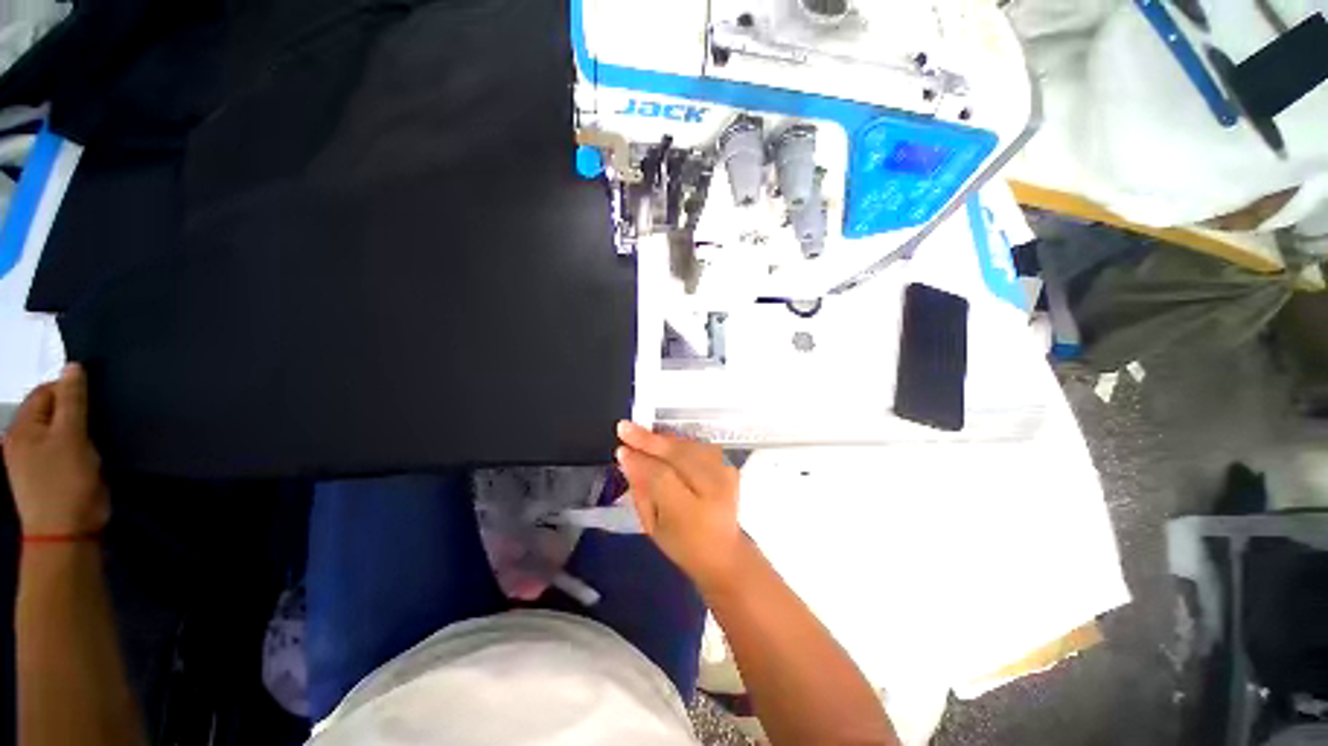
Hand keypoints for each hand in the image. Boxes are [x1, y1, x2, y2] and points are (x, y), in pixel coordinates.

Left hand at [2, 364, 108, 535]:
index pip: (46, 392)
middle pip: (51, 413)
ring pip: (59, 434)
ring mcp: (32, 463)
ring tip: (96, 441)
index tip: (97, 401)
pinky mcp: (48, 478)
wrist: (66, 534)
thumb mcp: (71, 436)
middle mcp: (21, 441)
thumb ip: (72, 400)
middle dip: (76, 414)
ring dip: (78, 433)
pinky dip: (77, 450)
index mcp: (22, 428)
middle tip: (99, 422)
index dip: (70, 391)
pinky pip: (62, 452)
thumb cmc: (66, 481)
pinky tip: (89, 458)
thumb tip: (74, 367)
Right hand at [615, 421, 744, 590]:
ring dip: (663, 437)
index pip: (661, 477)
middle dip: (649, 440)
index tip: (621, 448)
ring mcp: (725, 475)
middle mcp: (712, 490)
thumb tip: (627, 458)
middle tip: (626, 428)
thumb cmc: (682, 544)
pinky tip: (664, 441)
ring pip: (688, 445)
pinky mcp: (730, 467)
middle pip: (678, 454)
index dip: (640, 459)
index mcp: (690, 514)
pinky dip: (679, 441)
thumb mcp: (652, 525)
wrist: (724, 552)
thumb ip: (640, 490)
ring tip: (642, 435)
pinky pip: (699, 446)